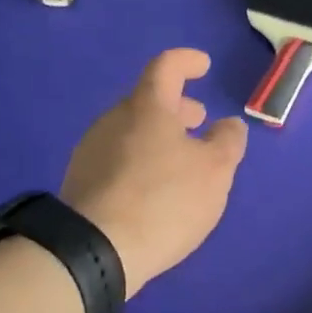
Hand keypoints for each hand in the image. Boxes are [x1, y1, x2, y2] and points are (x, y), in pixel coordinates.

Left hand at [60, 48, 246, 296]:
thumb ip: (228, 141)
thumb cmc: (165, 200)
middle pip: (147, 101)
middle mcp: (113, 120)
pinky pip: (119, 158)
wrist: (96, 251)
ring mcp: (91, 151)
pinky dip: (142, 160)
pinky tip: (154, 188)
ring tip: (181, 160)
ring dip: (159, 137)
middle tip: (199, 121)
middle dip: (177, 107)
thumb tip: (229, 124)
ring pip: (132, 131)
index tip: (203, 65)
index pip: (166, 67)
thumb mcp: (215, 170)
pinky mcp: (82, 183)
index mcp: (146, 107)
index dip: (187, 61)